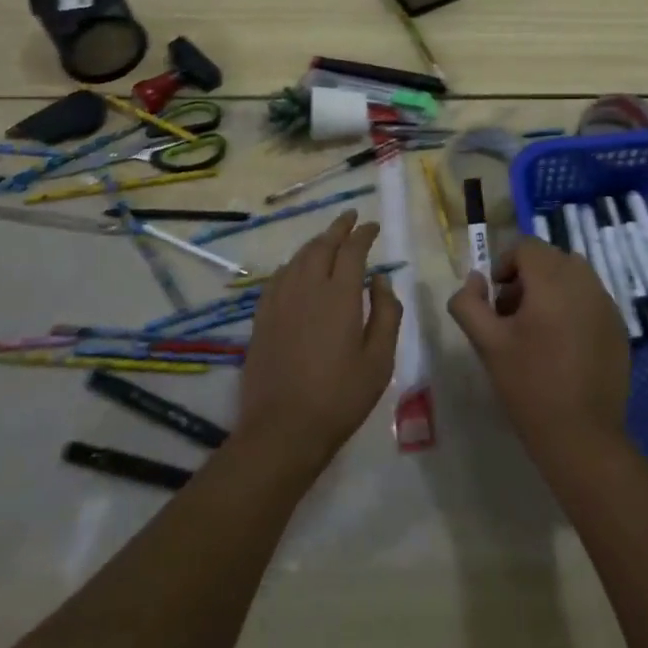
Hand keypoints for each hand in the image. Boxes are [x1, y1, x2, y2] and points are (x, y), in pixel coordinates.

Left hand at [235, 211, 401, 476]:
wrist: (282, 429)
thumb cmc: (340, 396)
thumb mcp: (379, 360)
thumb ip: (386, 313)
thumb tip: (381, 281)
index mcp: (340, 295)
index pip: (352, 250)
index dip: (363, 234)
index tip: (373, 227)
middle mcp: (307, 287)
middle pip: (322, 245)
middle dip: (338, 228)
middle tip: (350, 218)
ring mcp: (280, 301)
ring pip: (298, 258)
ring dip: (316, 243)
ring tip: (328, 239)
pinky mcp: (262, 318)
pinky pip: (278, 277)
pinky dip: (293, 264)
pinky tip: (297, 269)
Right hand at [447, 236, 630, 461]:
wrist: (581, 435)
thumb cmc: (529, 386)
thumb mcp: (487, 344)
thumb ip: (469, 303)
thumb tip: (475, 279)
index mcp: (552, 281)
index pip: (527, 246)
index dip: (504, 264)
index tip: (495, 298)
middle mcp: (585, 282)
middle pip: (550, 258)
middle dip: (527, 277)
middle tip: (511, 314)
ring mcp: (607, 304)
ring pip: (573, 276)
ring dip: (551, 289)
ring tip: (536, 329)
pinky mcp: (619, 327)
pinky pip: (591, 299)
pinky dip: (573, 306)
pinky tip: (562, 346)